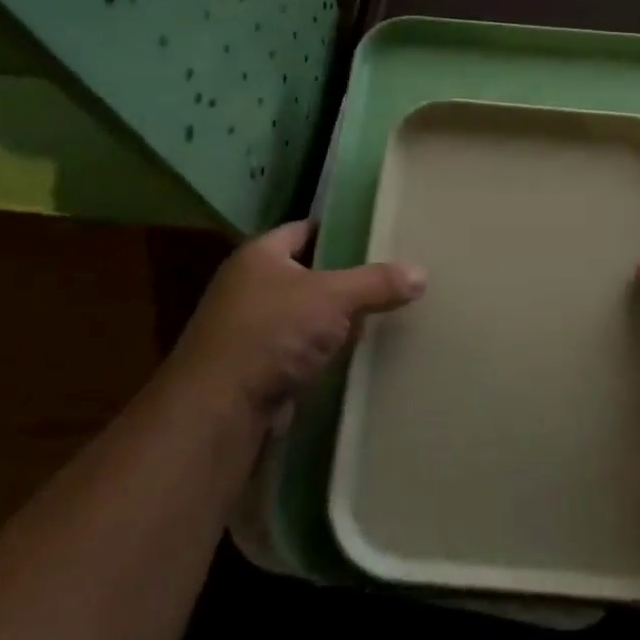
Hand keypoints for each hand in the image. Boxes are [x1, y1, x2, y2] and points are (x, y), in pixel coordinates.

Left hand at [175, 221, 425, 416]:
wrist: (219, 410)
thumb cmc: (272, 333)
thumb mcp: (333, 298)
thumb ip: (376, 282)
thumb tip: (421, 272)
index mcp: (259, 255)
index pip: (304, 229)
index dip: (339, 229)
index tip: (376, 233)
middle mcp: (249, 286)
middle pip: (307, 272)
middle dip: (344, 277)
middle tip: (390, 274)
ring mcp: (250, 329)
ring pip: (305, 314)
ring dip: (334, 318)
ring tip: (382, 313)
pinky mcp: (257, 368)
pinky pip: (300, 349)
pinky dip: (323, 351)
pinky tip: (355, 354)